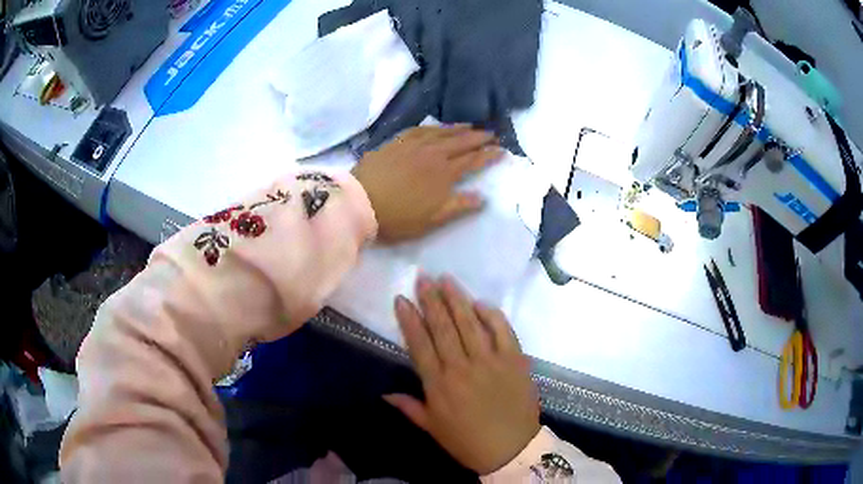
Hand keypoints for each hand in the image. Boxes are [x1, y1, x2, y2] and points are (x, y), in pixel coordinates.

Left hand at [352, 126, 502, 242]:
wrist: (360, 203)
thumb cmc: (397, 217)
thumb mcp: (431, 220)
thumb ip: (458, 207)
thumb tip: (483, 197)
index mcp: (444, 173)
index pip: (472, 160)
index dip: (488, 155)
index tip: (502, 150)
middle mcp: (432, 154)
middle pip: (460, 142)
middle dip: (478, 137)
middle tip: (492, 133)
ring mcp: (413, 145)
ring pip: (441, 132)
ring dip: (458, 128)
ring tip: (470, 126)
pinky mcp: (395, 142)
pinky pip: (419, 130)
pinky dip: (432, 127)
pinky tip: (435, 127)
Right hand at [385, 276, 540, 474]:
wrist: (511, 449)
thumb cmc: (468, 442)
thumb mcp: (432, 428)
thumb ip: (409, 407)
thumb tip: (384, 393)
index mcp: (438, 384)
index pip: (419, 343)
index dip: (409, 319)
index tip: (401, 298)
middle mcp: (462, 367)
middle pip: (443, 326)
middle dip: (431, 299)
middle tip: (423, 277)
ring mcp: (491, 361)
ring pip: (470, 323)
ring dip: (457, 299)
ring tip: (446, 279)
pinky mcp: (515, 359)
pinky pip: (502, 330)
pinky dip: (492, 314)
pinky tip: (480, 303)